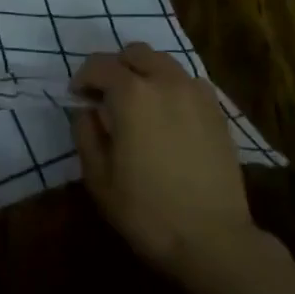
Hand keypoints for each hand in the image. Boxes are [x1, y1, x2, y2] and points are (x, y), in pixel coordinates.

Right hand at [72, 44, 272, 292]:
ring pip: (163, 62)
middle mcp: (165, 81)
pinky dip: (172, 87)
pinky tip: (169, 115)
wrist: (214, 241)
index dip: (83, 78)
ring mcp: (196, 93)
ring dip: (145, 72)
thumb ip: (86, 134)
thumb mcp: (99, 178)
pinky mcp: (217, 111)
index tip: (77, 97)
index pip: (99, 65)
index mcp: (131, 94)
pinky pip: (188, 82)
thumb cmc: (148, 212)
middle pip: (134, 53)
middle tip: (106, 96)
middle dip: (115, 67)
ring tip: (139, 103)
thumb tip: (87, 111)